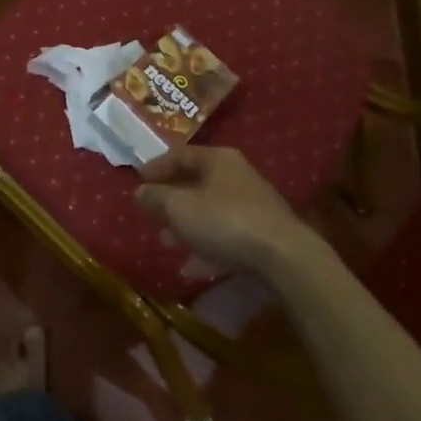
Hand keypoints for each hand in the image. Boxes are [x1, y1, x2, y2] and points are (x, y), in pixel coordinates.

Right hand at [136, 146, 326, 278]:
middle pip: (196, 182)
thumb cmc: (224, 220)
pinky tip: (191, 266)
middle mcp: (237, 176)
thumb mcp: (179, 207)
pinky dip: (205, 246)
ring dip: (186, 225)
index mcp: (218, 160)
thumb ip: (156, 197)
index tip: (138, 179)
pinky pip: (225, 235)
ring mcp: (252, 206)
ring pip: (209, 211)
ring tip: (166, 241)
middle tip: (150, 212)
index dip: (156, 166)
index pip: (181, 154)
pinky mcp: (261, 234)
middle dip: (171, 200)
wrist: (283, 257)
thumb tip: (140, 192)